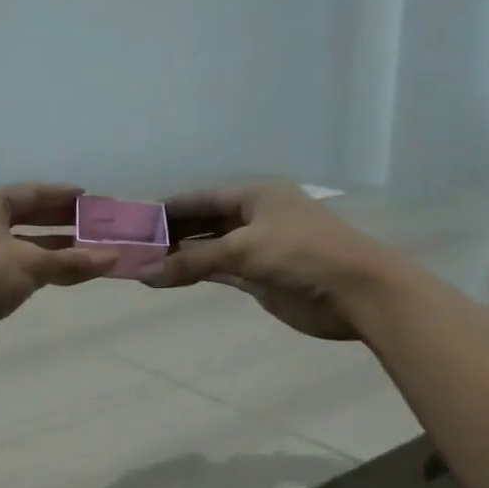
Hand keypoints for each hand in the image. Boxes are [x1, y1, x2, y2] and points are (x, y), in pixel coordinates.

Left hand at [0, 183, 118, 364]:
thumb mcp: (31, 265)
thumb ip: (72, 261)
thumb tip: (114, 258)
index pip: (30, 192)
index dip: (61, 195)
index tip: (89, 198)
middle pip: (24, 216)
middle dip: (59, 222)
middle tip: (92, 225)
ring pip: (18, 243)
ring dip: (50, 247)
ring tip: (84, 251)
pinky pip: (11, 265)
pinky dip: (35, 266)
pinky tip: (57, 274)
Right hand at [143, 182, 409, 341]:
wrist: (356, 292)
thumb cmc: (302, 254)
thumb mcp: (244, 249)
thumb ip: (193, 261)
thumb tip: (144, 274)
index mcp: (254, 195)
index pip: (201, 197)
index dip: (168, 208)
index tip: (134, 221)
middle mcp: (254, 217)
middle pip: (203, 222)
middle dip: (171, 234)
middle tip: (132, 247)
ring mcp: (257, 248)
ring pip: (209, 249)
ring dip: (180, 256)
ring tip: (143, 265)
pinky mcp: (259, 277)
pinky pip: (219, 271)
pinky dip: (196, 274)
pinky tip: (169, 279)